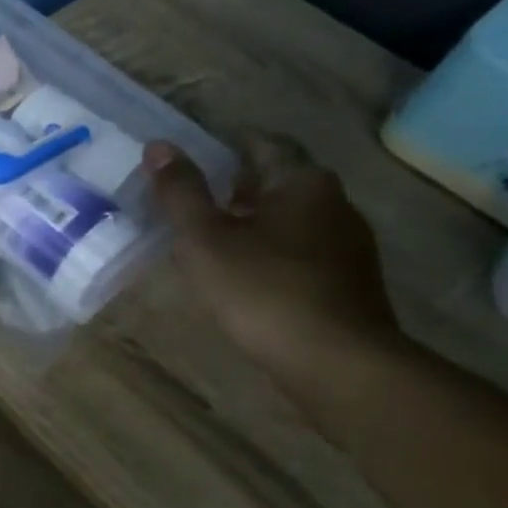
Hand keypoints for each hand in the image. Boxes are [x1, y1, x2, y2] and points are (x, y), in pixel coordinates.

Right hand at [144, 135, 405, 394]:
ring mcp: (347, 246)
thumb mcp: (206, 238)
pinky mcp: (348, 284)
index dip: (224, 146)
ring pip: (290, 219)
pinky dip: (269, 253)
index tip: (190, 159)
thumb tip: (159, 145)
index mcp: (302, 182)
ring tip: (209, 241)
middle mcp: (334, 204)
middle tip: (191, 201)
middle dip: (235, 187)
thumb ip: (181, 192)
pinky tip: (244, 278)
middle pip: (278, 181)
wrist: (336, 364)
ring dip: (252, 223)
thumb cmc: (263, 289)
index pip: (261, 144)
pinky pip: (300, 253)